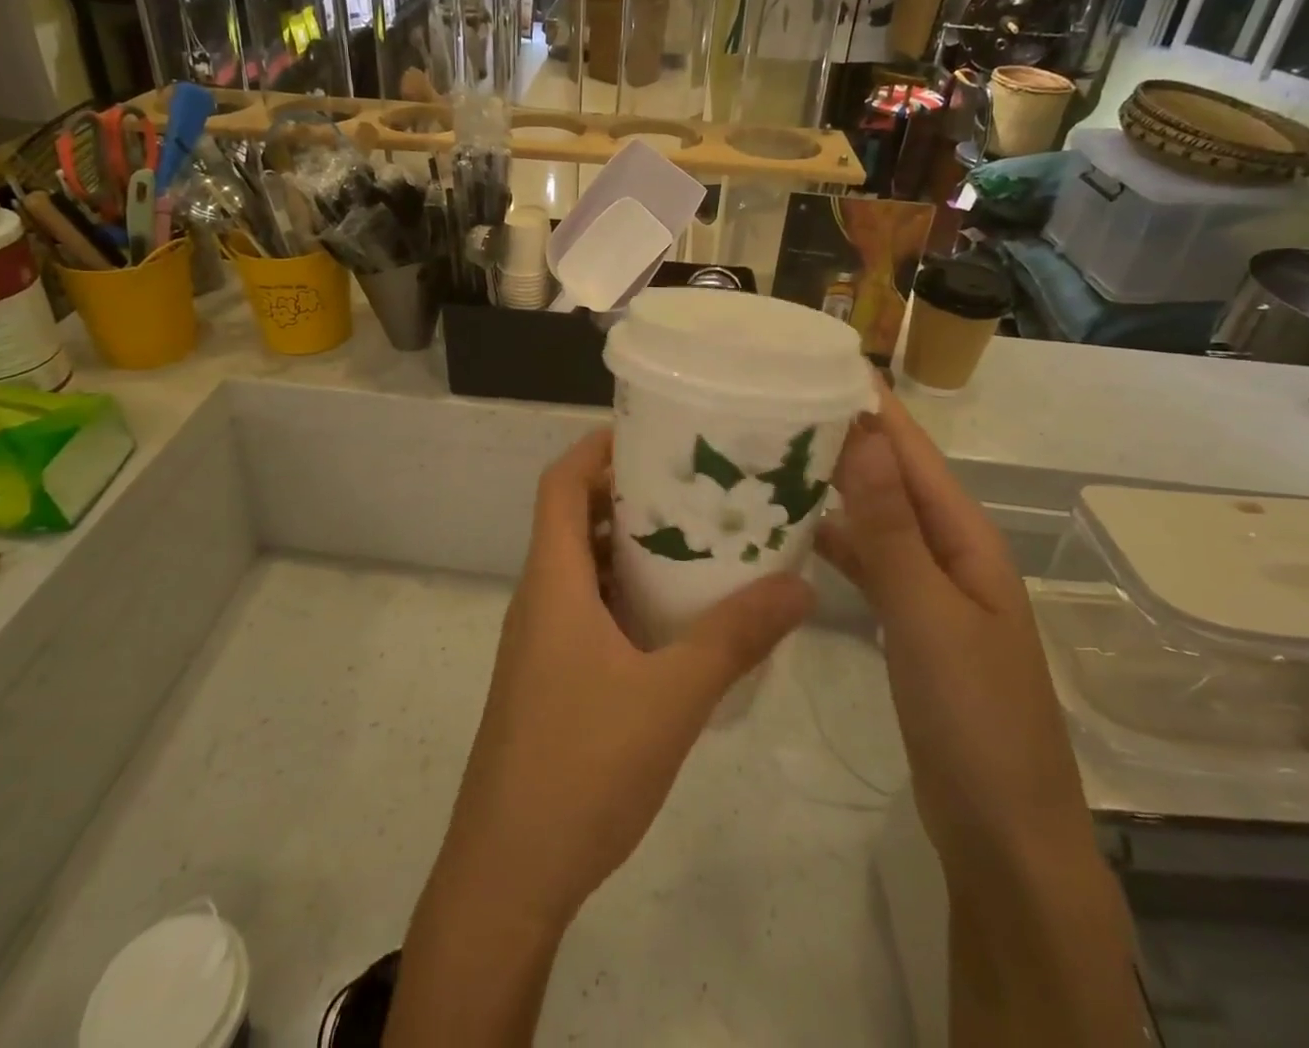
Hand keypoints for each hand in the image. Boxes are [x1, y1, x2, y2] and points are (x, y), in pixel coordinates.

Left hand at [435, 428, 813, 929]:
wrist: (508, 875)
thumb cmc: (580, 767)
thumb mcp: (671, 697)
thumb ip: (734, 638)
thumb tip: (799, 585)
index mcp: (552, 582)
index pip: (559, 484)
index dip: (595, 448)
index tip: (651, 433)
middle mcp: (540, 598)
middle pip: (572, 518)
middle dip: (627, 493)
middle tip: (693, 485)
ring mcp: (542, 642)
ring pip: (583, 568)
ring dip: (629, 547)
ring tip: (695, 540)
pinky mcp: (551, 678)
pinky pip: (588, 610)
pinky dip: (626, 595)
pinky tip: (677, 618)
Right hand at [816, 380, 1090, 871]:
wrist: (1002, 833)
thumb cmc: (974, 717)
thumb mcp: (930, 616)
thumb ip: (892, 529)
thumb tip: (865, 436)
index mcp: (966, 538)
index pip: (913, 452)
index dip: (872, 406)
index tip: (819, 362)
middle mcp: (948, 551)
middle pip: (891, 478)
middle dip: (843, 438)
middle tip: (773, 404)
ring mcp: (927, 589)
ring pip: (874, 519)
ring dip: (833, 488)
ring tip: (770, 457)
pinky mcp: (905, 623)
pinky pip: (866, 563)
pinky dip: (832, 541)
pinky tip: (791, 533)